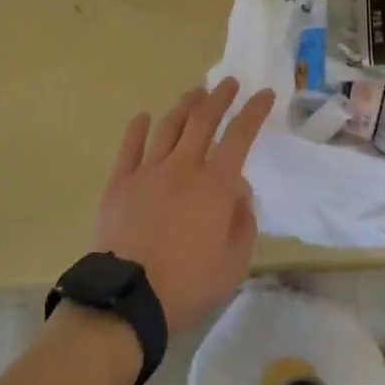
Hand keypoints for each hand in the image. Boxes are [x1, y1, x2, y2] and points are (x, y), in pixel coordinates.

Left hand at [93, 78, 275, 331]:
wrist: (125, 301)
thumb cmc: (187, 286)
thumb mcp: (233, 264)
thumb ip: (243, 223)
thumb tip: (239, 192)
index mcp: (214, 186)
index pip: (240, 136)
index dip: (254, 112)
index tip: (264, 94)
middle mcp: (183, 167)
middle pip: (203, 120)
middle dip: (219, 97)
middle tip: (228, 83)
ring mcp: (148, 172)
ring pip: (169, 127)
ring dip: (185, 106)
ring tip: (194, 93)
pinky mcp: (119, 183)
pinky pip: (130, 148)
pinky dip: (138, 128)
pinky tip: (144, 117)